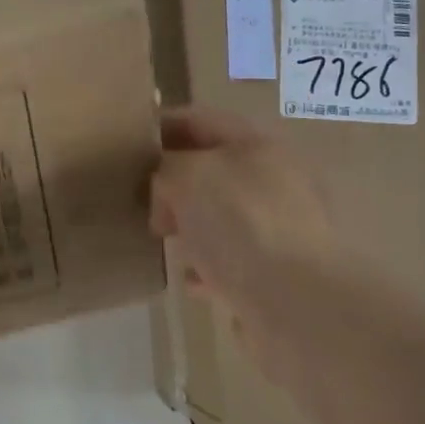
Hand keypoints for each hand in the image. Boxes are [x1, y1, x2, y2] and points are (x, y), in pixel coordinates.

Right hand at [149, 108, 333, 321]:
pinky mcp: (278, 272)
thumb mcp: (188, 177)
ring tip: (163, 239)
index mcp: (257, 146)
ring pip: (221, 216)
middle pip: (212, 170)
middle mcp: (274, 181)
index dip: (163, 127)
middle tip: (141, 200)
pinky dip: (207, 266)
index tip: (128, 145)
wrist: (296, 303)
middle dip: (173, 183)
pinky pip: (231, 260)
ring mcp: (279, 229)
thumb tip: (166, 186)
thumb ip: (167, 167)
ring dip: (189, 225)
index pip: (201, 121)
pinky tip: (191, 281)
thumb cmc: (240, 224)